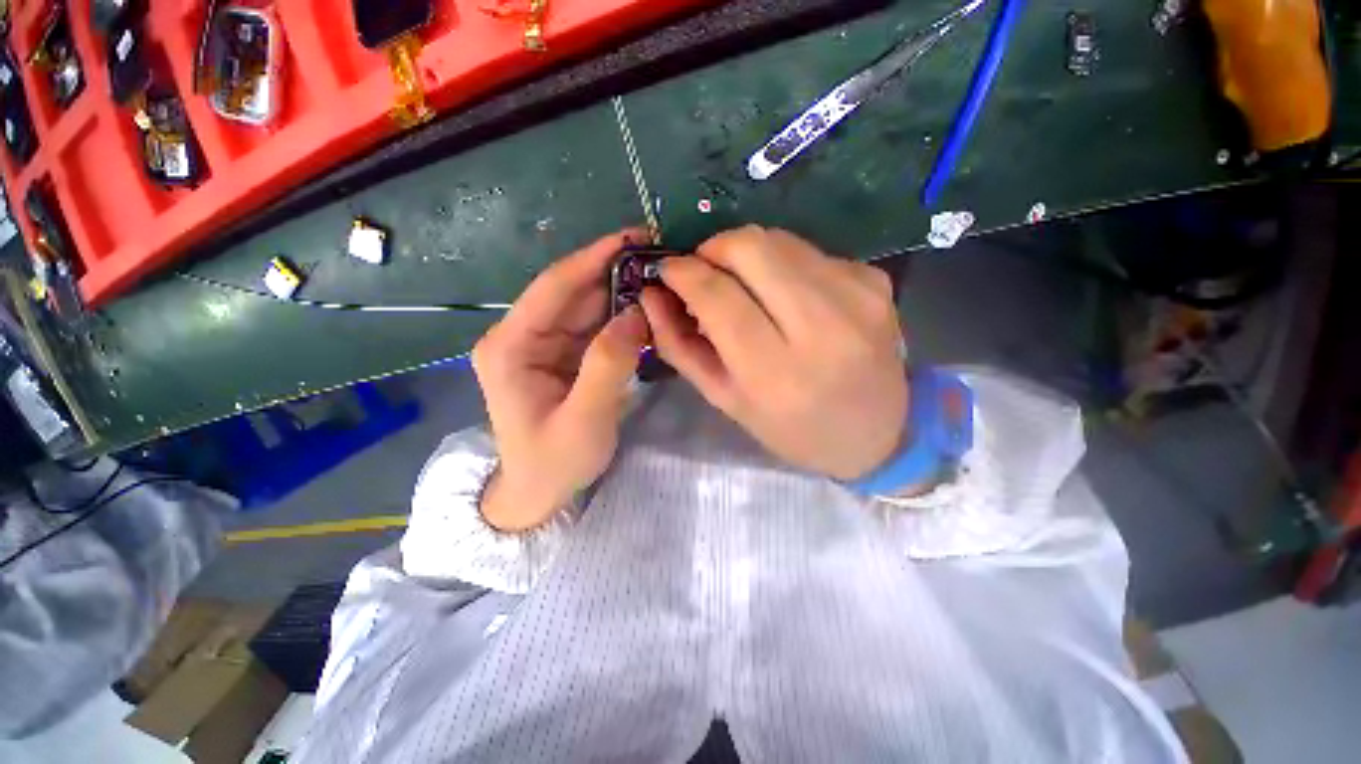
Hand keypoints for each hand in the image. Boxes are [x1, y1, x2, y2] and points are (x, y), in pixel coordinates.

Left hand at [472, 228, 650, 530]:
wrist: (538, 493)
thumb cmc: (553, 463)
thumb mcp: (584, 420)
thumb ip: (608, 366)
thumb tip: (636, 313)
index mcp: (510, 346)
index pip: (554, 288)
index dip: (593, 258)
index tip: (633, 237)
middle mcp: (522, 336)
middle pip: (571, 292)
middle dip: (614, 273)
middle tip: (659, 259)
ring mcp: (542, 344)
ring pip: (585, 306)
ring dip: (620, 293)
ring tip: (660, 280)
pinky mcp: (561, 354)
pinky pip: (593, 326)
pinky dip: (619, 317)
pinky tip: (646, 310)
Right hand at [640, 225, 907, 480]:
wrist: (879, 433)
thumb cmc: (792, 429)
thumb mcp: (725, 399)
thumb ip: (681, 346)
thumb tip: (652, 294)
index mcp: (776, 373)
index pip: (718, 296)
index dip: (683, 272)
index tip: (667, 269)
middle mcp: (822, 327)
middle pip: (751, 247)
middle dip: (713, 248)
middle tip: (704, 271)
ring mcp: (857, 297)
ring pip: (779, 240)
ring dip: (746, 254)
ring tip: (743, 286)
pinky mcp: (876, 281)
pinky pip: (810, 252)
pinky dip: (783, 265)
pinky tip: (786, 296)